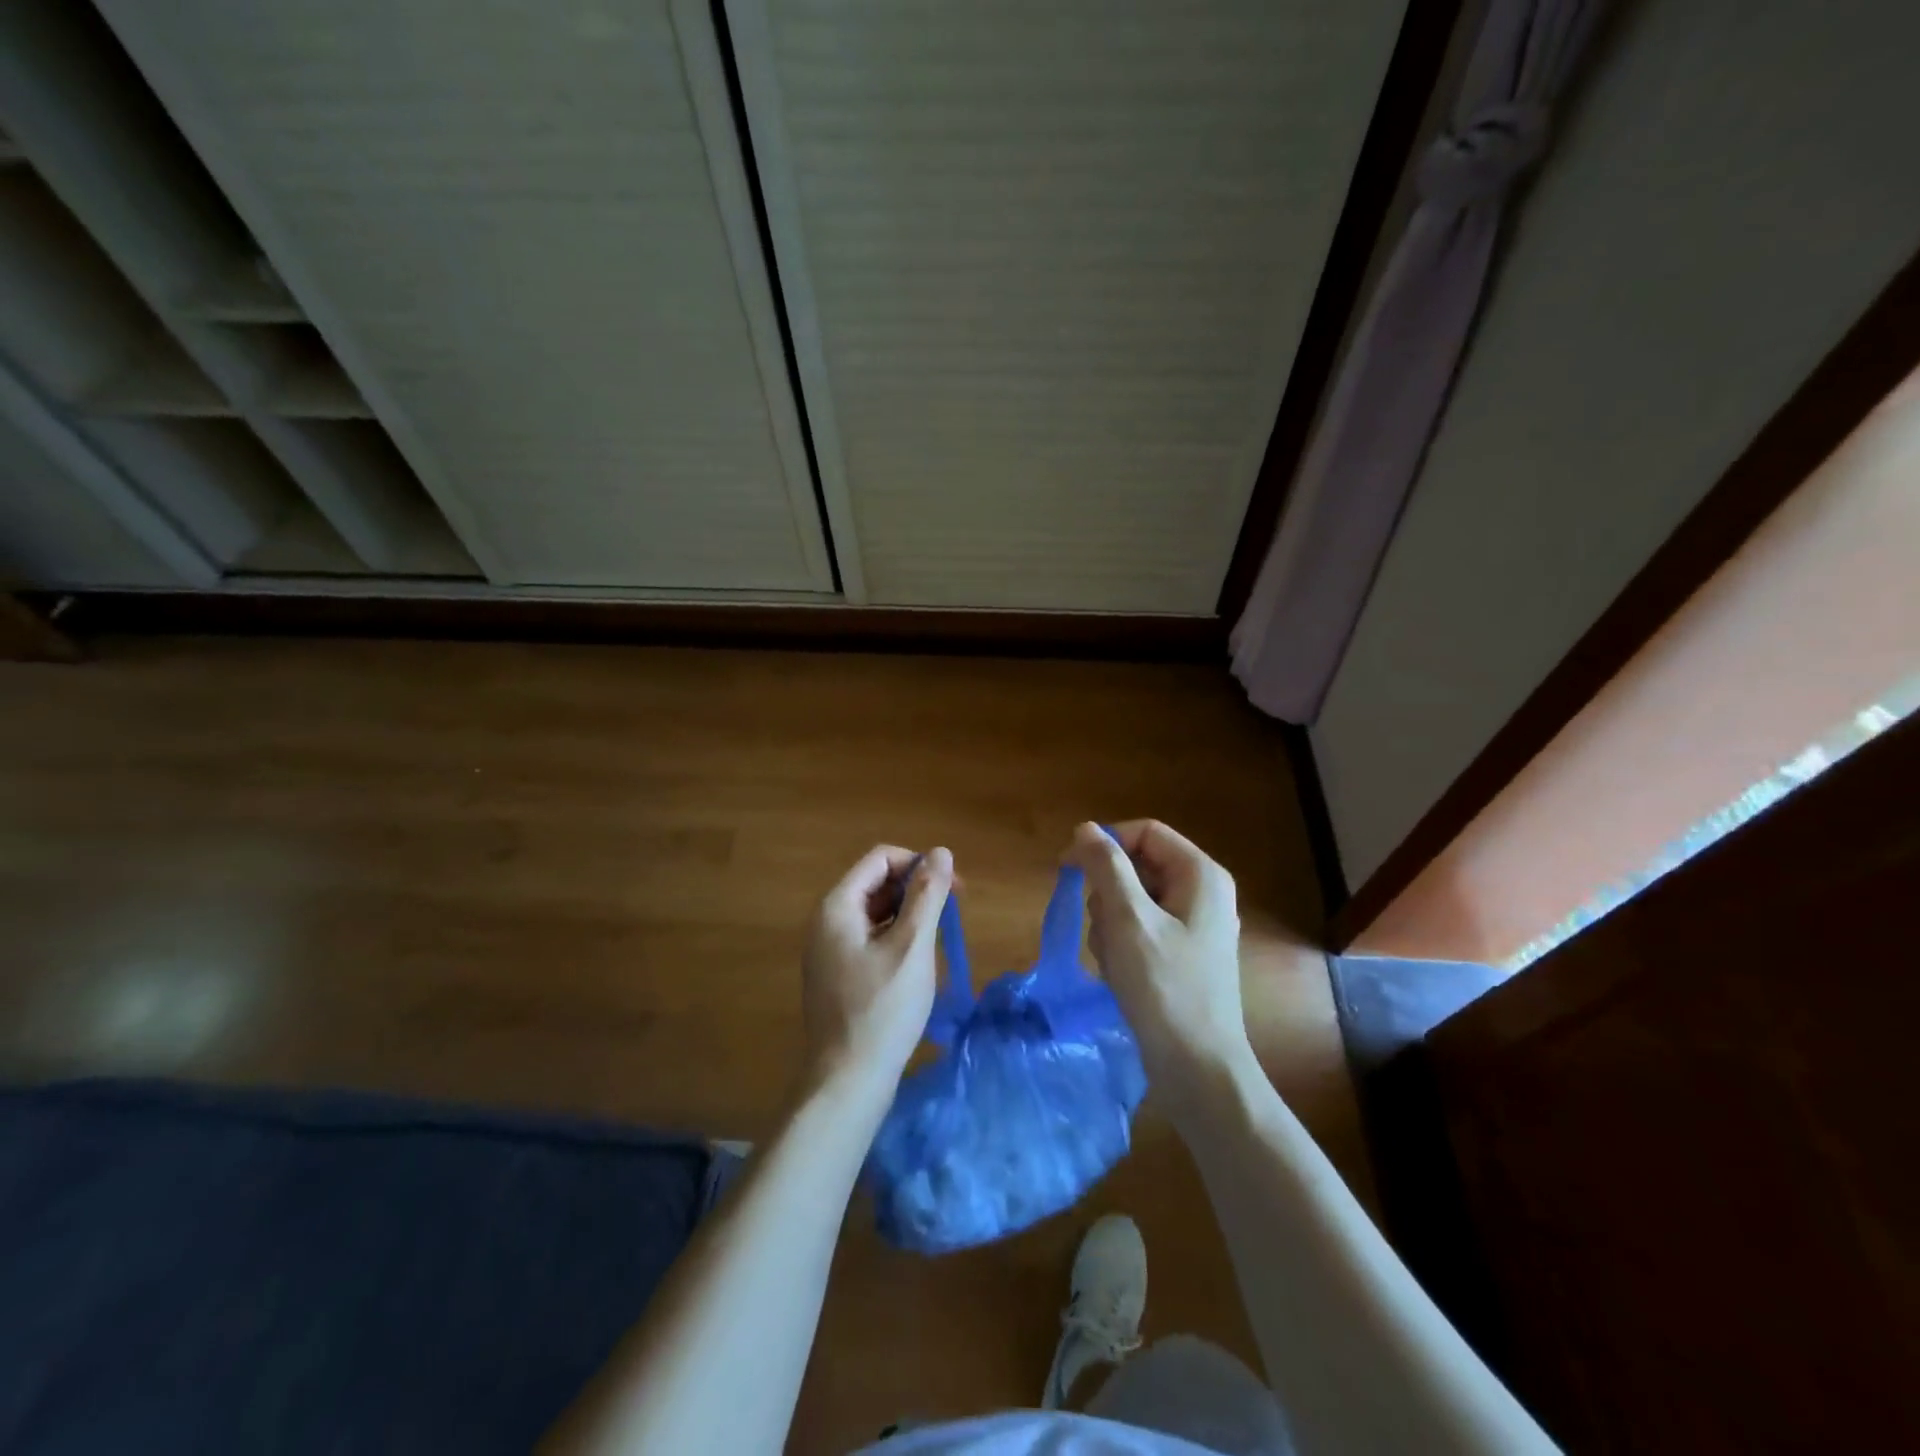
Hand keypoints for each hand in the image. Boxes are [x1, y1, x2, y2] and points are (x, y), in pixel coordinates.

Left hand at [799, 844, 953, 1102]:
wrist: (847, 1082)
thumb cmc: (882, 1010)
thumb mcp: (912, 947)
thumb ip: (927, 896)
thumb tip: (941, 851)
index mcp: (837, 907)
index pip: (881, 858)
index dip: (919, 865)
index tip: (953, 890)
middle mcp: (827, 921)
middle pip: (876, 883)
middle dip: (916, 891)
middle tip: (951, 916)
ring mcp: (829, 950)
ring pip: (875, 913)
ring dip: (909, 916)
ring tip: (937, 942)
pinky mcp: (837, 975)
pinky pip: (870, 939)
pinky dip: (896, 939)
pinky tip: (917, 965)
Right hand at [1066, 820, 1258, 1114]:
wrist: (1197, 1069)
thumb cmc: (1163, 988)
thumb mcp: (1128, 920)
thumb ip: (1105, 867)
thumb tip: (1085, 829)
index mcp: (1200, 875)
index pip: (1144, 832)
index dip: (1104, 843)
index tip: (1067, 867)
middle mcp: (1202, 892)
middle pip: (1137, 866)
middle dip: (1107, 894)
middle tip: (1102, 929)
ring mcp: (1194, 925)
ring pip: (1132, 900)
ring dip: (1110, 925)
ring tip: (1114, 960)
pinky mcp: (1182, 954)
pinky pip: (1140, 929)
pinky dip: (1122, 945)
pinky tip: (1121, 975)